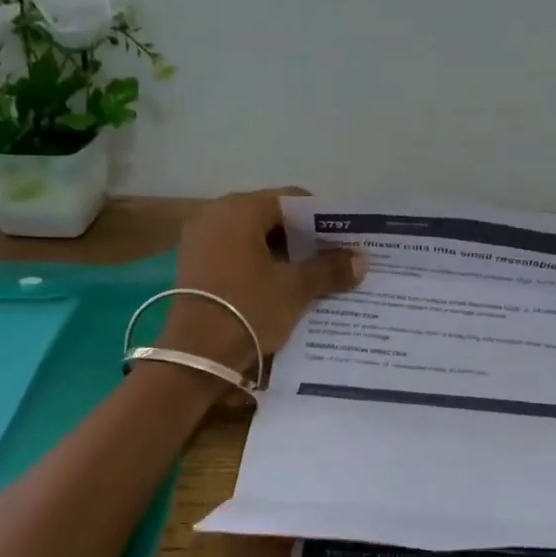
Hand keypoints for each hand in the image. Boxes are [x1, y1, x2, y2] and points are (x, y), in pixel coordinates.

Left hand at [160, 188, 364, 369]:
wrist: (196, 356)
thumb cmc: (248, 308)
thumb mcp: (295, 288)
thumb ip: (329, 268)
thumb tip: (361, 259)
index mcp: (239, 209)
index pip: (291, 200)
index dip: (322, 219)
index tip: (344, 240)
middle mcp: (214, 216)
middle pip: (271, 219)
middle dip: (303, 240)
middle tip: (334, 260)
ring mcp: (200, 242)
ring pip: (254, 241)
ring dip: (283, 257)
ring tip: (313, 278)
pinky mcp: (194, 269)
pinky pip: (236, 258)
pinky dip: (260, 269)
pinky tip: (282, 291)